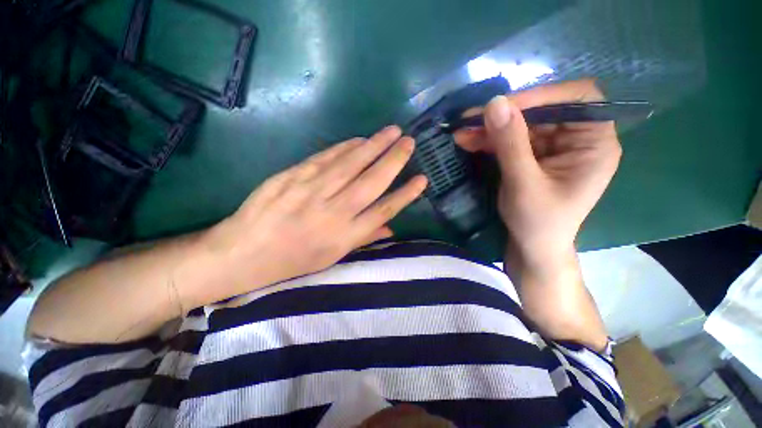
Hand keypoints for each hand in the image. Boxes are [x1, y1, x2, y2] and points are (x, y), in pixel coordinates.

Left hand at [198, 126, 427, 297]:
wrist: (244, 252)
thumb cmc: (293, 260)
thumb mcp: (332, 257)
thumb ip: (363, 238)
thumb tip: (391, 227)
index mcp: (344, 236)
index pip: (384, 210)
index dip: (405, 194)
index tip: (422, 179)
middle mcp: (333, 212)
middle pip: (371, 182)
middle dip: (394, 161)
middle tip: (410, 143)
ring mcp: (312, 191)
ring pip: (351, 164)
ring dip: (374, 146)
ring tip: (392, 132)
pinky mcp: (293, 176)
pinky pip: (326, 158)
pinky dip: (346, 147)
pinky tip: (360, 139)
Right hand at [455, 80, 620, 260]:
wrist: (531, 247)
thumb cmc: (538, 223)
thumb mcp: (523, 184)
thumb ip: (510, 144)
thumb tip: (494, 103)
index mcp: (594, 144)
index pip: (578, 99)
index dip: (542, 96)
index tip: (504, 107)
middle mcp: (577, 139)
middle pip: (543, 111)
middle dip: (505, 115)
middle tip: (470, 120)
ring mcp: (553, 147)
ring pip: (521, 125)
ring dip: (490, 128)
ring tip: (462, 133)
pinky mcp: (533, 156)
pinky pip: (511, 140)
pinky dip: (489, 140)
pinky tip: (469, 142)